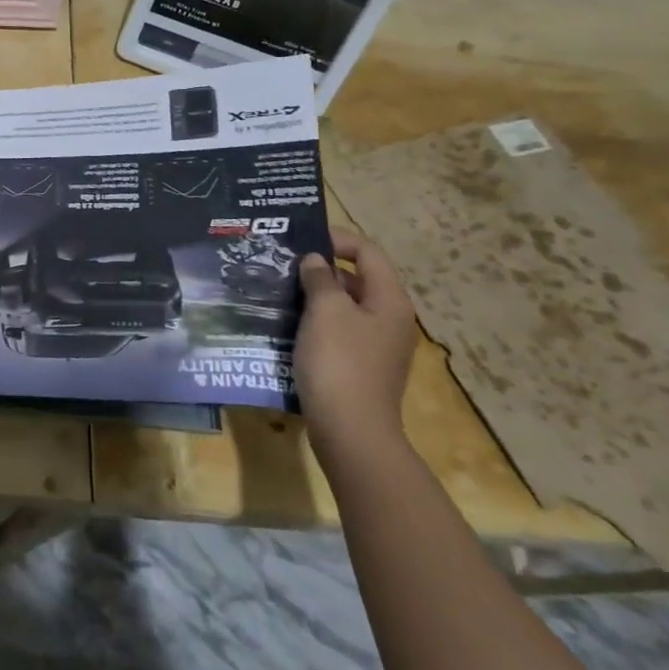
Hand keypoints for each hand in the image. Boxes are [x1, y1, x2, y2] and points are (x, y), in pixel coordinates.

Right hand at [295, 228, 418, 460]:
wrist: (351, 431)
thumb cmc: (340, 362)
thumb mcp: (326, 311)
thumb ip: (320, 278)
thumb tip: (315, 261)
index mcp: (389, 300)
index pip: (368, 252)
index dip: (337, 239)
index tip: (300, 238)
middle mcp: (389, 318)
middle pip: (358, 278)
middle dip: (321, 267)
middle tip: (283, 263)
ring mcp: (376, 345)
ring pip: (345, 306)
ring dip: (315, 295)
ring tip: (279, 290)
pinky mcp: (360, 366)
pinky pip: (338, 330)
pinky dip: (315, 320)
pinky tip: (288, 324)